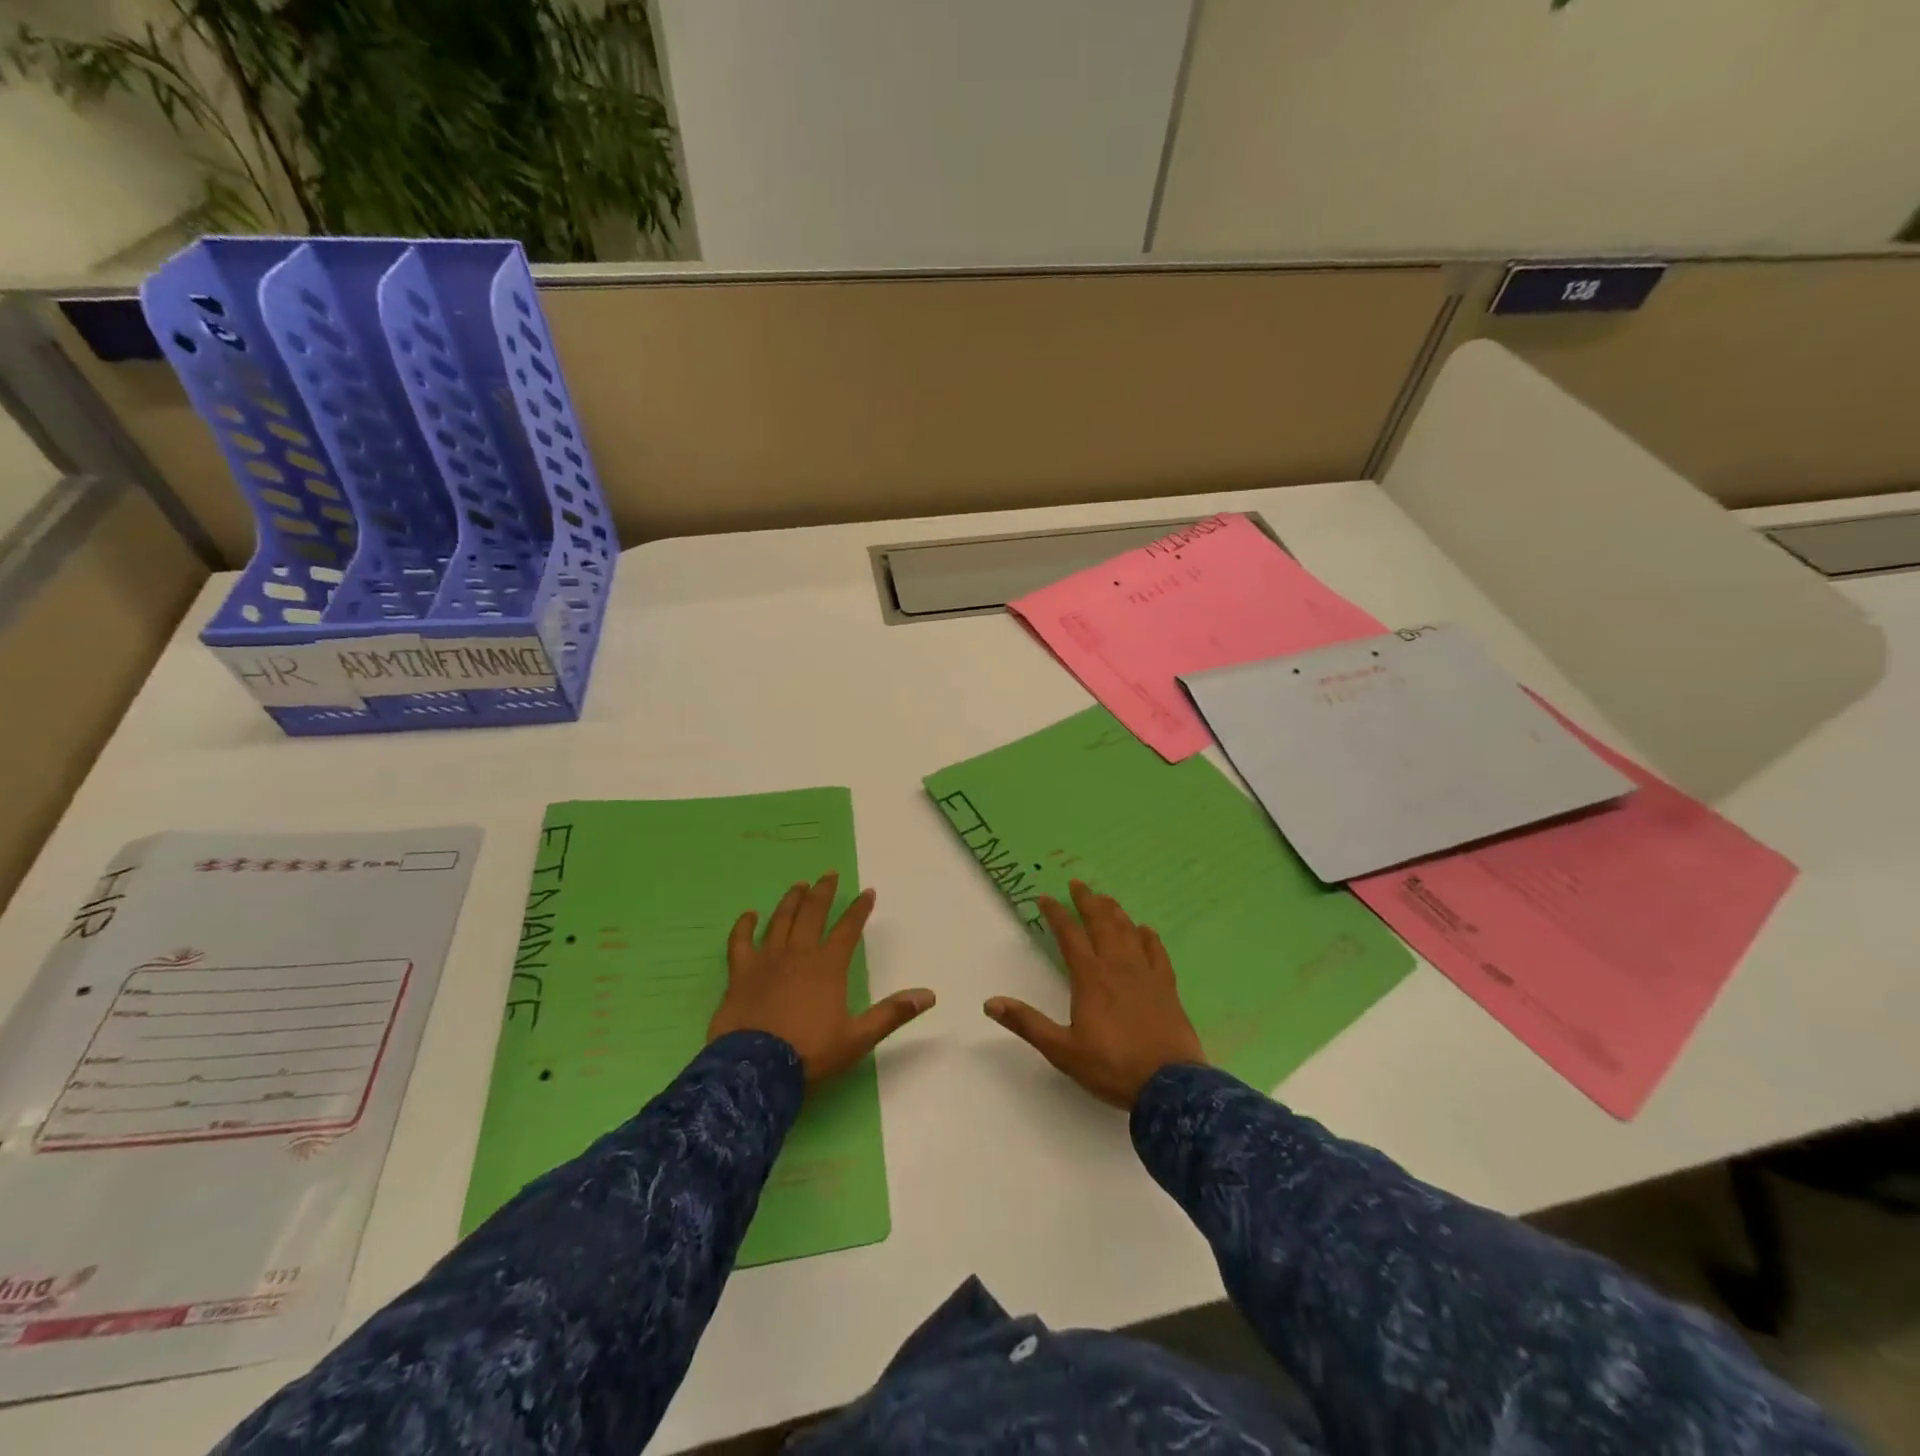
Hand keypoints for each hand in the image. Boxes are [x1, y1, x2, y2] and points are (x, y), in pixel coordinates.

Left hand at [708, 872, 934, 1081]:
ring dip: (791, 900)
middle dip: (823, 892)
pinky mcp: (741, 972)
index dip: (859, 909)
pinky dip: (744, 925)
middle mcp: (799, 953)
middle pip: (813, 913)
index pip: (849, 928)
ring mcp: (767, 959)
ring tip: (799, 885)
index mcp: (829, 965)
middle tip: (829, 875)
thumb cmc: (810, 1052)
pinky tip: (749, 915)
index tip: (868, 892)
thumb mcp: (858, 1037)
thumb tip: (929, 995)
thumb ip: (892, 1013)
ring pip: (781, 919)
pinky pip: (740, 941)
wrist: (756, 1069)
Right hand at [985, 881, 1204, 1109]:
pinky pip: (1157, 952)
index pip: (1069, 935)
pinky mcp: (1167, 986)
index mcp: (1090, 977)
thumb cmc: (1112, 1067)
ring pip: (1128, 931)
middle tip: (1077, 884)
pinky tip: (1144, 929)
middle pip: (1101, 923)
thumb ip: (1027, 1023)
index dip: (1056, 914)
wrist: (1170, 1086)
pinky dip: (1148, 937)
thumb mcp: (1062, 1050)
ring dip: (1114, 911)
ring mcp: (1145, 974)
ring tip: (1105, 898)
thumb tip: (990, 1003)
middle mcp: (1117, 966)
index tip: (1044, 897)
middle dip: (1087, 901)